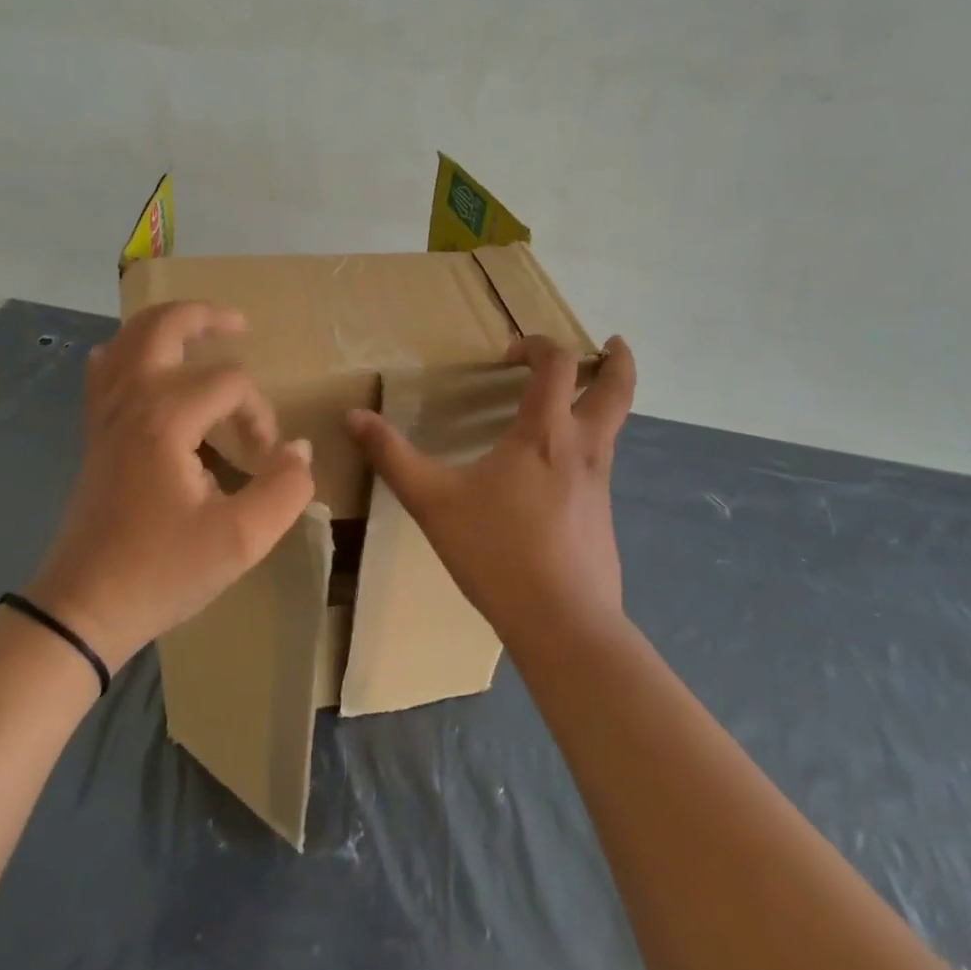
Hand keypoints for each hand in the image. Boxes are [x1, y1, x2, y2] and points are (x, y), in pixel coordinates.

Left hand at [25, 301, 315, 674]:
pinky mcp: (94, 433)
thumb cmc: (161, 572)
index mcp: (166, 418)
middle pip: (164, 326)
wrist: (83, 608)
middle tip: (240, 324)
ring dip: (165, 325)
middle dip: (206, 317)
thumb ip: (285, 488)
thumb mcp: (241, 539)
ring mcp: (105, 414)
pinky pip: (104, 370)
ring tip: (199, 331)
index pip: (230, 383)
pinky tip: (142, 364)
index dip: (260, 414)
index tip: (266, 458)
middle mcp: (130, 400)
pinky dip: (126, 351)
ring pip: (127, 339)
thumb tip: (299, 449)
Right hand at [345, 335, 636, 647]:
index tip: (509, 355)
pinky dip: (588, 446)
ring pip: (615, 428)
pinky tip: (554, 474)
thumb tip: (352, 415)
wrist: (562, 624)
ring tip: (576, 401)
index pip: (558, 364)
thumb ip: (391, 455)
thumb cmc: (496, 551)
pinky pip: (601, 464)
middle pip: (618, 388)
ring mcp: (600, 484)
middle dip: (618, 361)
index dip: (538, 345)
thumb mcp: (432, 500)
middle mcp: (583, 448)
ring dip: (605, 402)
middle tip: (611, 345)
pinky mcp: (604, 517)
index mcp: (545, 432)